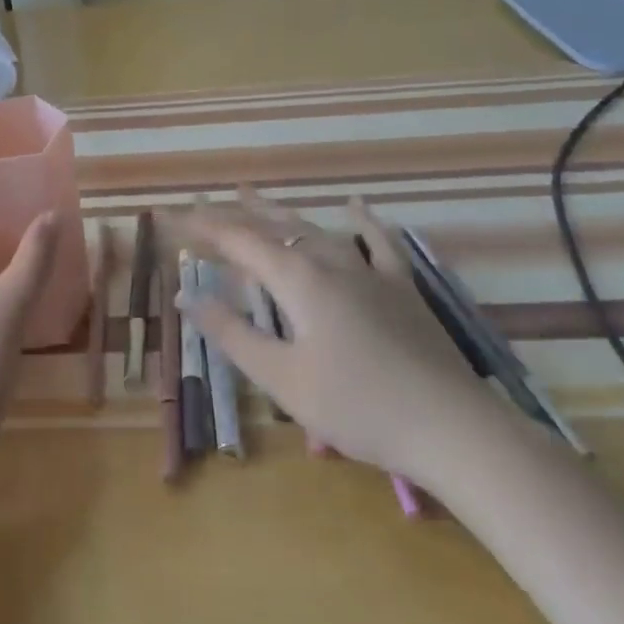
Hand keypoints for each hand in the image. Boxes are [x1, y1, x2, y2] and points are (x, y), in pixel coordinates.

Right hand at [164, 192, 508, 489]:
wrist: (452, 429)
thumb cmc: (357, 407)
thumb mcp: (282, 377)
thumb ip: (231, 333)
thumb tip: (186, 295)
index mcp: (299, 280)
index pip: (239, 242)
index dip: (203, 227)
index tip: (172, 217)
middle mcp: (332, 262)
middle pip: (275, 227)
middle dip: (235, 215)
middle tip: (203, 202)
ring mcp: (371, 272)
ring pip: (317, 229)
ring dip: (281, 212)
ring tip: (254, 195)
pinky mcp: (401, 288)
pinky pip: (377, 243)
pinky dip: (362, 222)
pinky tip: (356, 205)